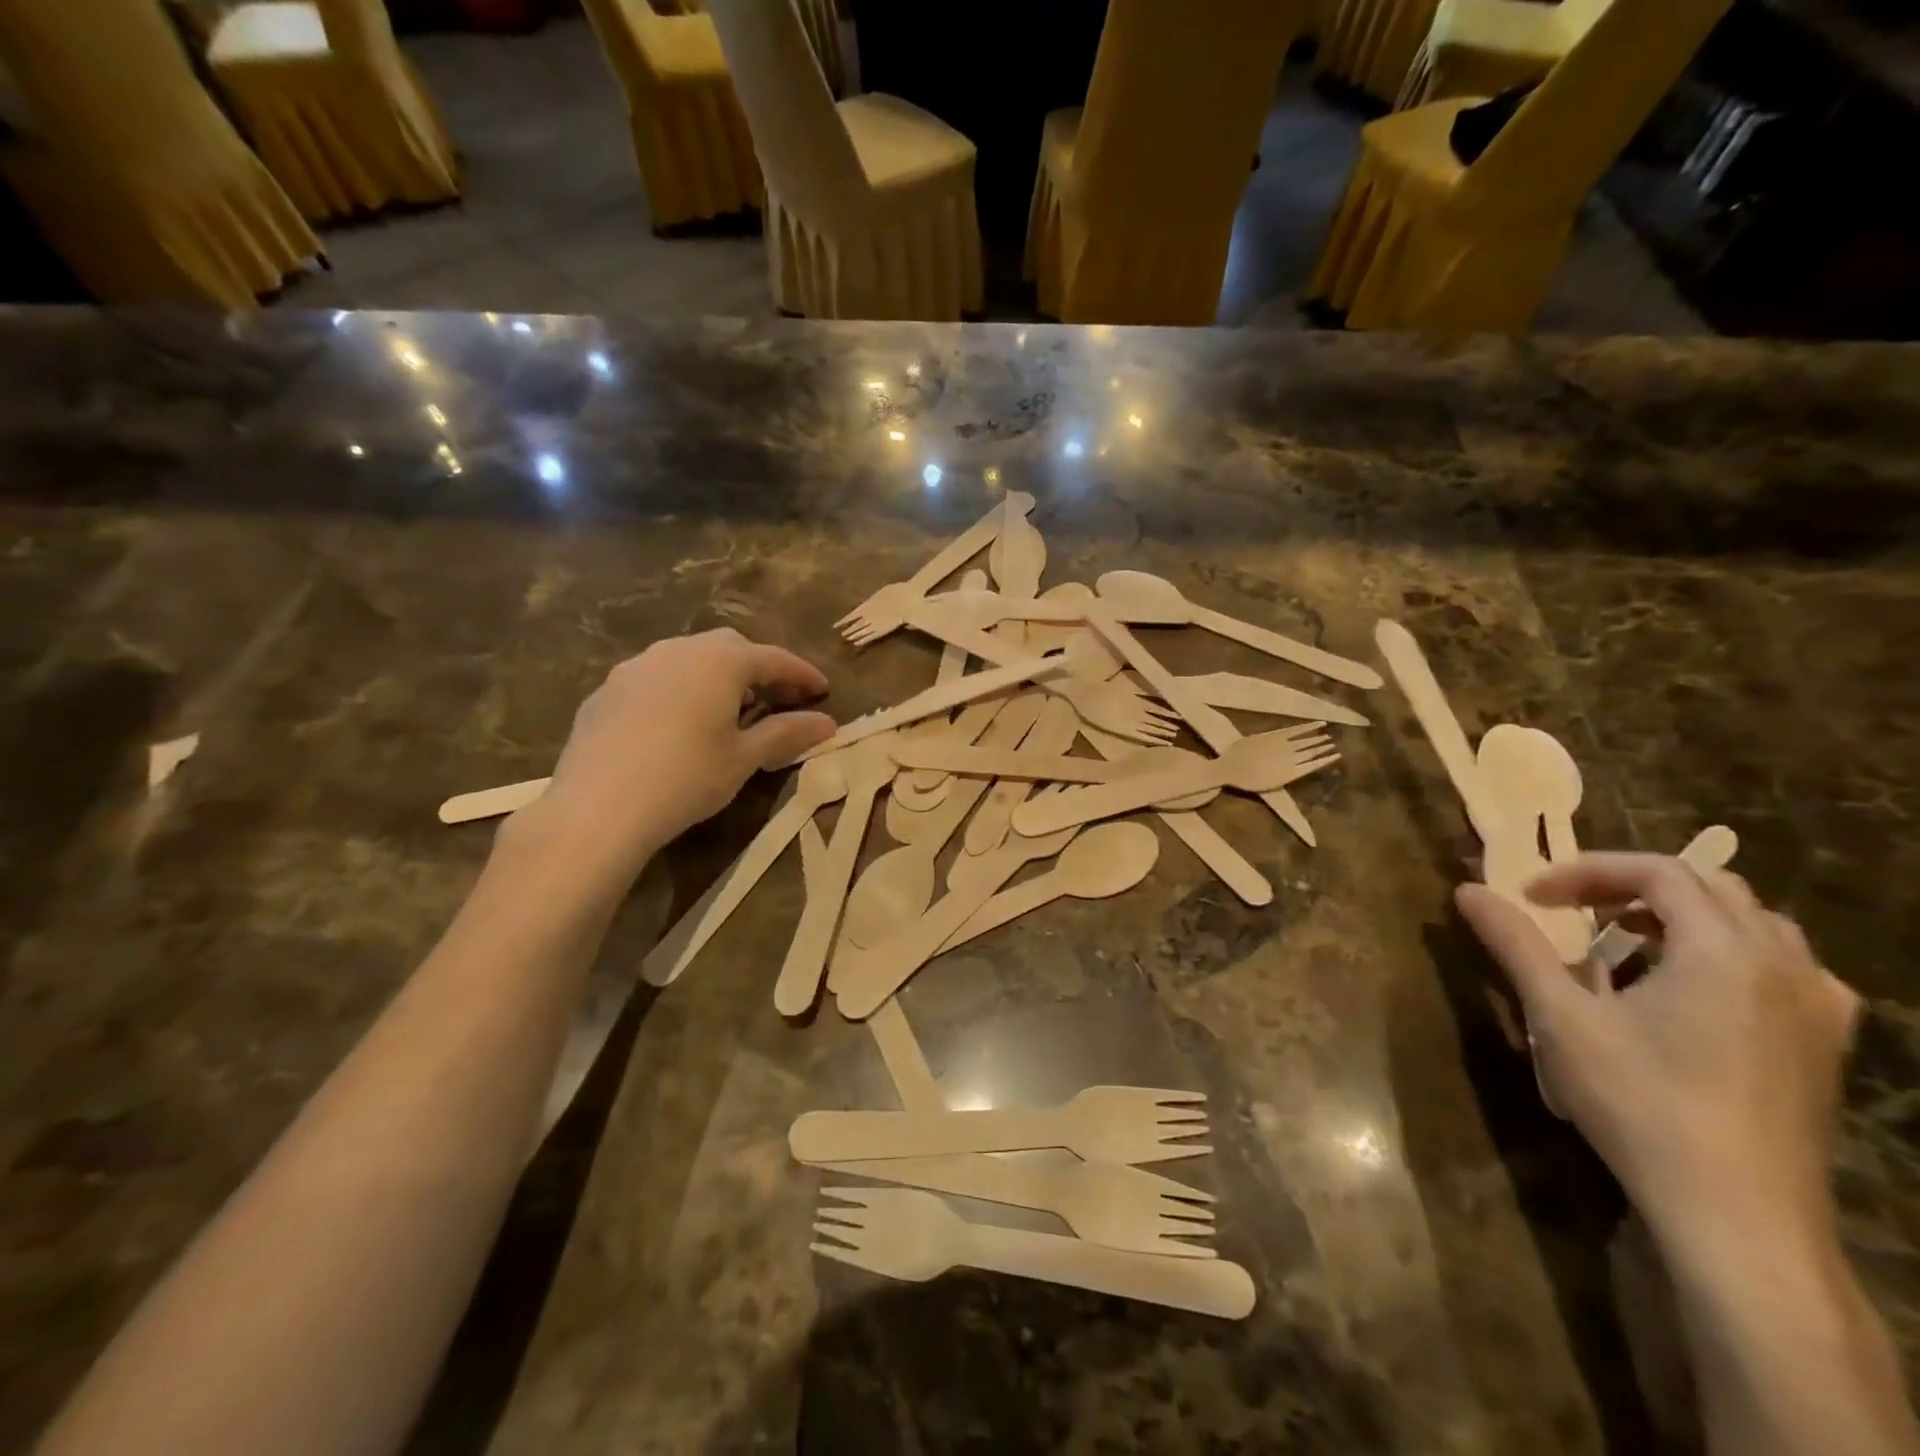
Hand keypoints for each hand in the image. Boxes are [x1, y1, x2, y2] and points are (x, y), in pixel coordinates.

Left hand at [525, 630, 835, 875]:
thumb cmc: (687, 777)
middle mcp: (678, 650)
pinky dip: (679, 691)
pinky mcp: (606, 690)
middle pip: (730, 648)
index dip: (802, 674)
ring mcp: (636, 666)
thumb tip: (828, 724)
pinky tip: (678, 725)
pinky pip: (655, 679)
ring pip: (688, 659)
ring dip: (716, 677)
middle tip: (776, 701)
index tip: (823, 691)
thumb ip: (787, 734)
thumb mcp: (744, 758)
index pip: (774, 659)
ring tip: (727, 711)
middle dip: (758, 669)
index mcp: (720, 661)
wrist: (598, 807)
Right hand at [1458, 855, 1859, 1255]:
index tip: (1534, 895)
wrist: (1738, 1216)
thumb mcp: (1561, 1017)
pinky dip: (1728, 953)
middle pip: (1711, 887)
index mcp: (1724, 951)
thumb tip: (1467, 890)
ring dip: (1682, 916)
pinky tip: (1691, 988)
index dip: (1588, 871)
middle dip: (1633, 885)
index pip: (1659, 871)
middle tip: (1574, 907)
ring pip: (1753, 924)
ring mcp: (1817, 1008)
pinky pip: (1783, 968)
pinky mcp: (1825, 1046)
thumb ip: (1515, 944)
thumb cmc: (1641, 1103)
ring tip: (1624, 941)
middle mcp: (1785, 966)